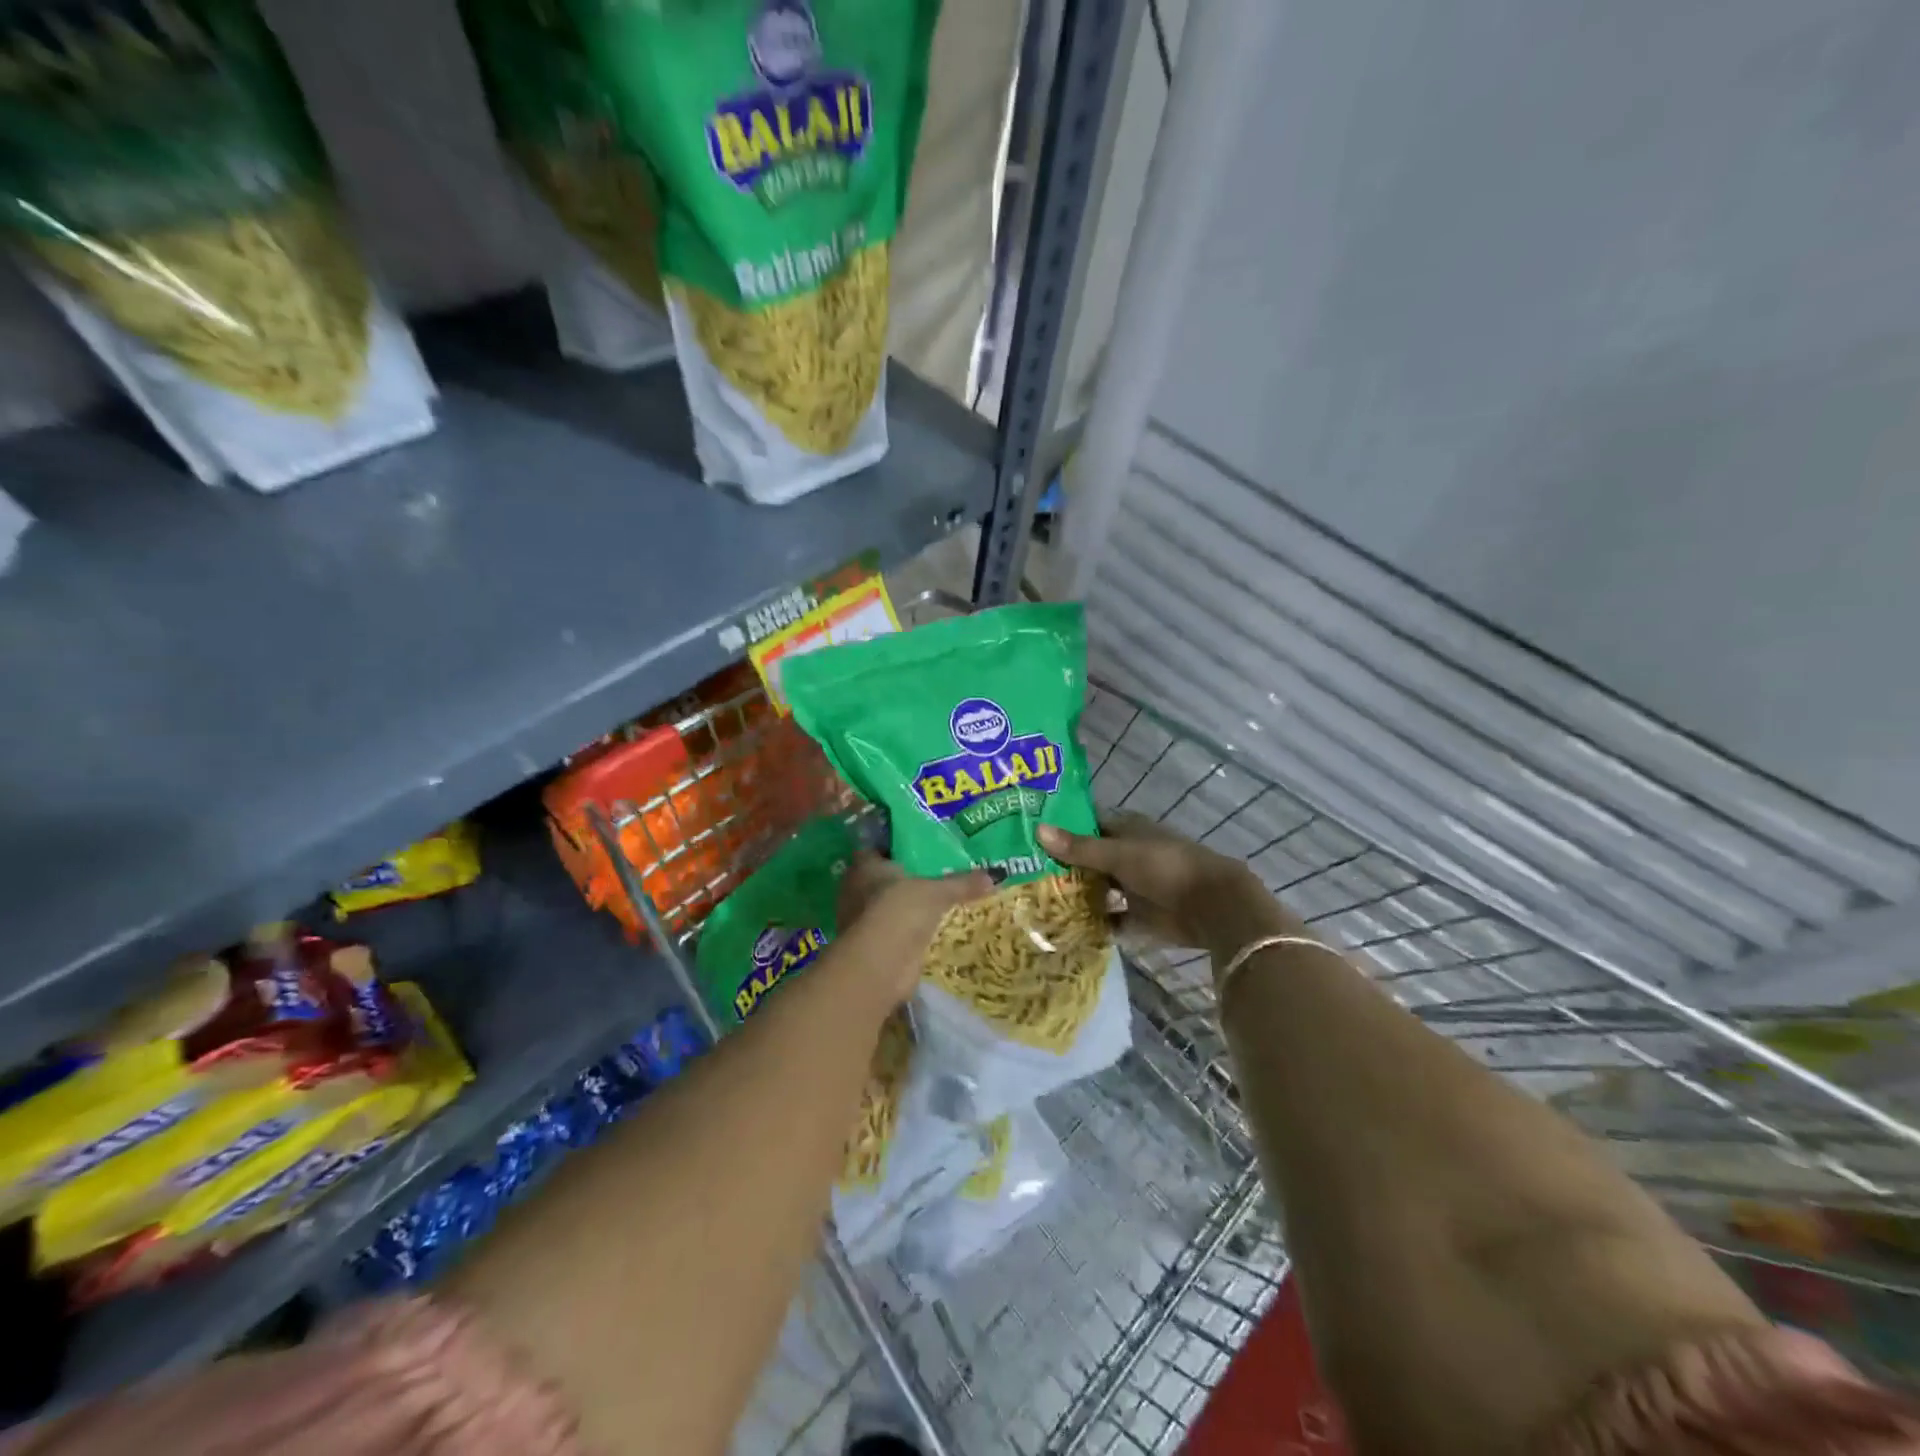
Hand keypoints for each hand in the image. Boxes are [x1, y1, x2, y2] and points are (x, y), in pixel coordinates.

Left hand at [833, 852, 992, 1005]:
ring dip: (905, 907)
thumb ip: (962, 883)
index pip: (877, 849)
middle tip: (935, 873)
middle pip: (882, 878)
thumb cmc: (899, 911)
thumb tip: (996, 875)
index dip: (895, 847)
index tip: (919, 847)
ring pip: (887, 906)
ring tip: (936, 902)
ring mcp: (862, 921)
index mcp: (864, 867)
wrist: (879, 965)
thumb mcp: (937, 892)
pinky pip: (893, 930)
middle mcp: (857, 890)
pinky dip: (907, 931)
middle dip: (904, 878)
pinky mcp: (872, 947)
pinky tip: (928, 930)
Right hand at [1038, 814, 1296, 951]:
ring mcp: (1133, 886)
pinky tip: (1064, 927)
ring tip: (1036, 901)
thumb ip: (1079, 847)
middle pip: (1089, 859)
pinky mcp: (1139, 916)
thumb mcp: (1118, 854)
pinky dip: (1093, 923)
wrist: (1212, 907)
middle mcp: (1128, 855)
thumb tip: (1038, 830)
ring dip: (1076, 895)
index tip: (1029, 837)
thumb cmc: (1165, 868)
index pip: (1087, 825)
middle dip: (1063, 866)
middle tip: (1023, 873)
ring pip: (1098, 888)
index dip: (1062, 830)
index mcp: (1126, 830)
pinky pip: (1110, 918)